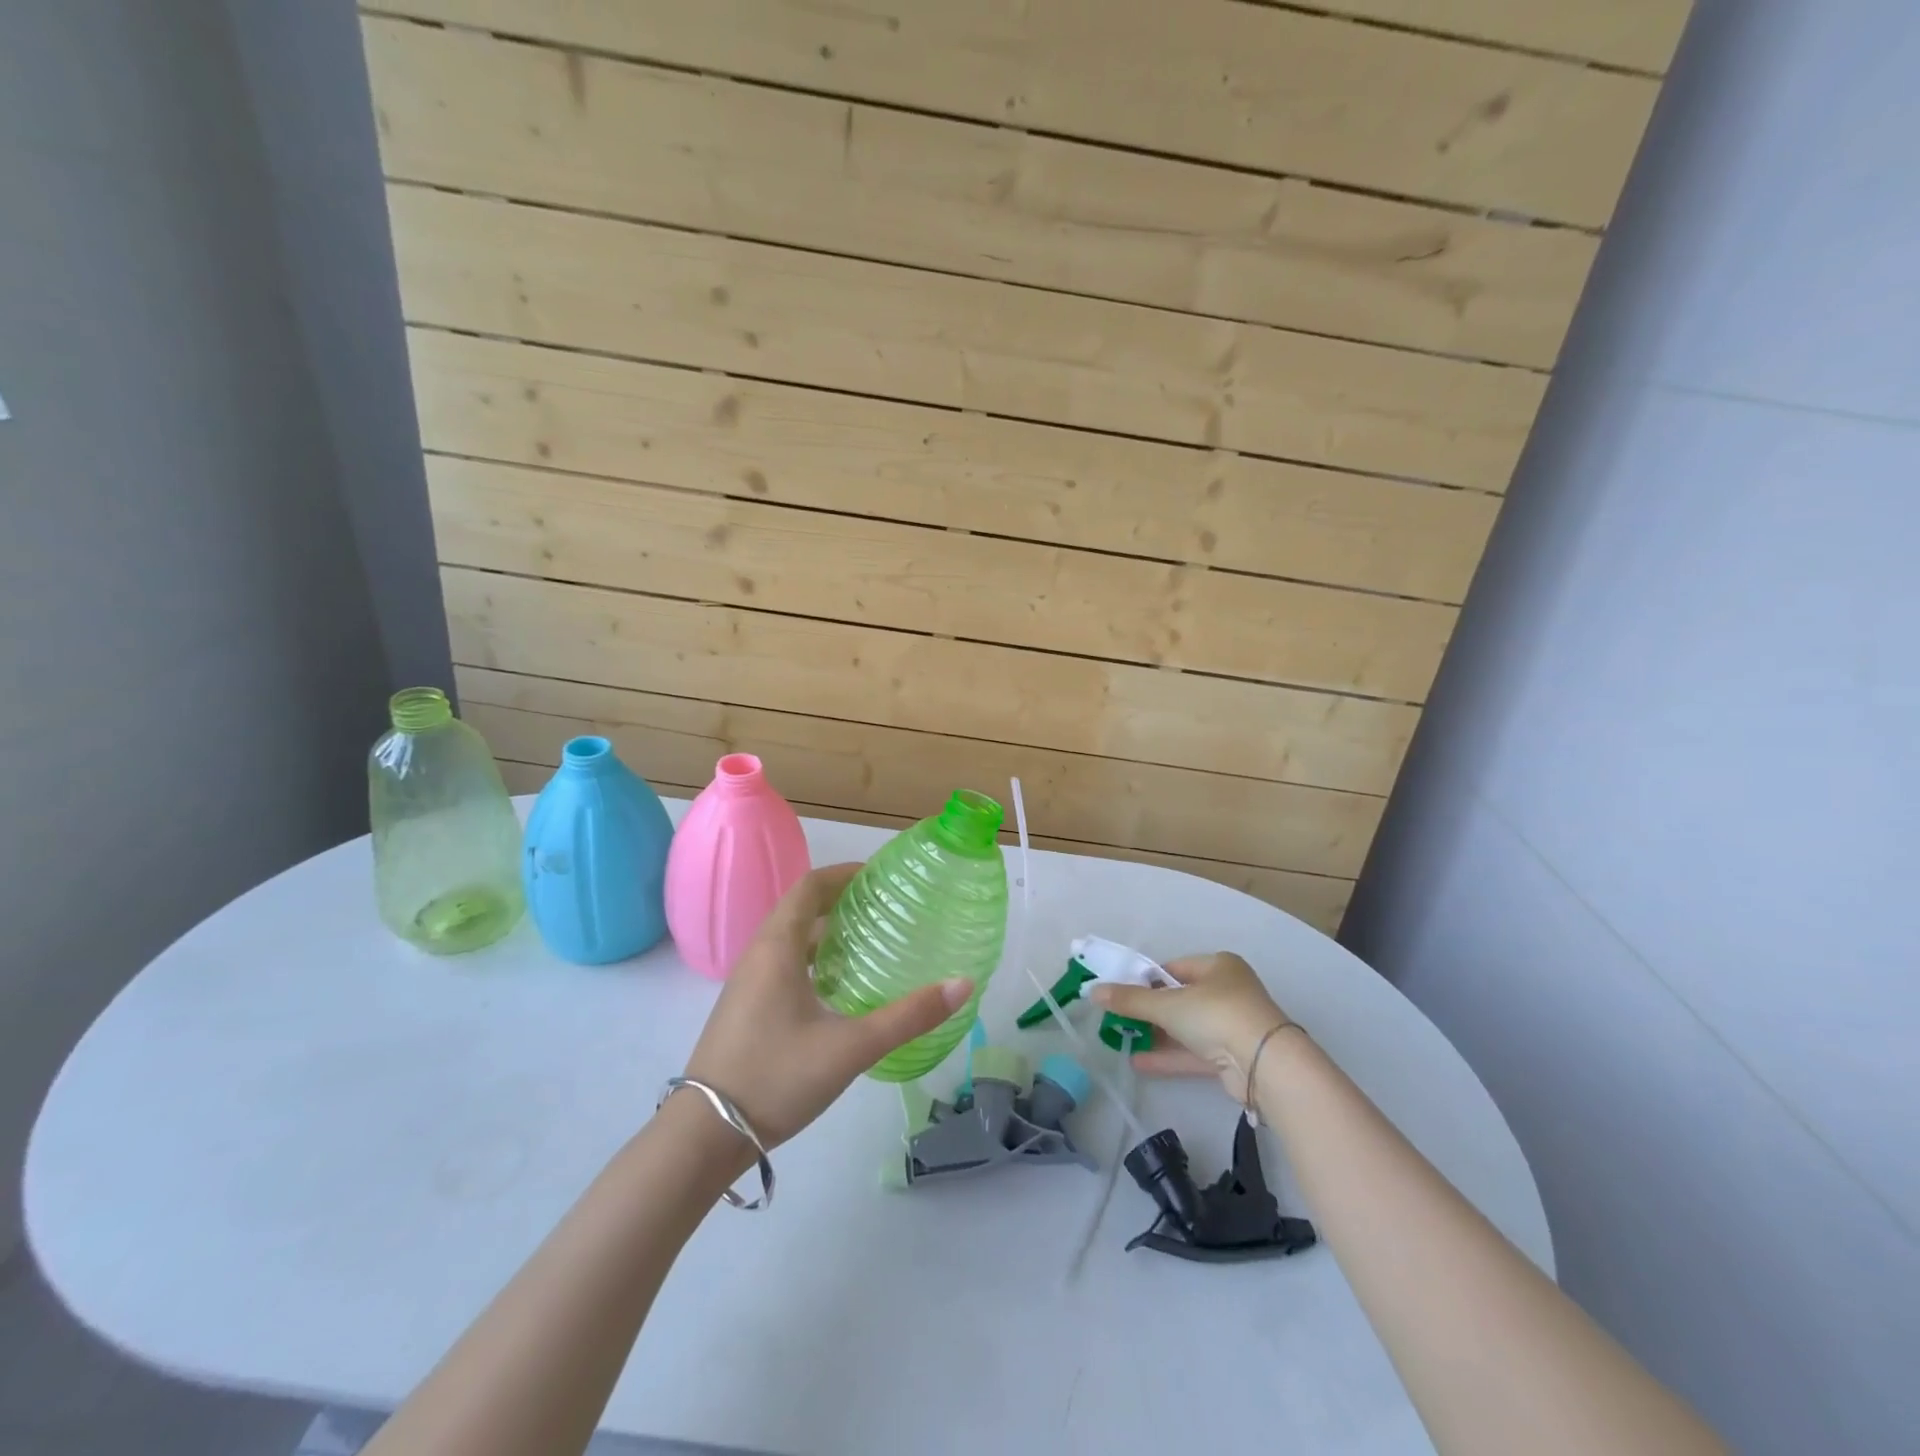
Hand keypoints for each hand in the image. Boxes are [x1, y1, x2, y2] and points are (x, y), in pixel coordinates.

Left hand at [681, 863, 972, 1150]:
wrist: (703, 1137)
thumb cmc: (776, 1078)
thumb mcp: (850, 1047)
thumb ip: (908, 1017)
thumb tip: (963, 983)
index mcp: (777, 948)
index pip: (809, 887)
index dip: (843, 873)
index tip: (880, 876)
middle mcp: (759, 956)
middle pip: (801, 909)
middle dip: (841, 901)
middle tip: (886, 908)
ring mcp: (748, 984)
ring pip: (792, 940)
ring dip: (828, 932)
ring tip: (871, 942)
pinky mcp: (747, 1010)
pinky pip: (784, 965)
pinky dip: (815, 960)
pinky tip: (842, 989)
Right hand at [1090, 951, 1293, 1102]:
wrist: (1265, 1064)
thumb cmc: (1216, 1015)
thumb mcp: (1167, 1004)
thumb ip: (1130, 1000)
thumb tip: (1093, 991)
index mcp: (1218, 966)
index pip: (1173, 968)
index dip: (1145, 979)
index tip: (1121, 992)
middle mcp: (1228, 991)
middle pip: (1179, 998)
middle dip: (1149, 1010)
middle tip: (1119, 1017)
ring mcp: (1232, 1025)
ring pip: (1186, 1027)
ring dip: (1157, 1034)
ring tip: (1122, 1040)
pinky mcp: (1233, 1056)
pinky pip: (1194, 1052)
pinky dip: (1169, 1056)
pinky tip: (1139, 1061)